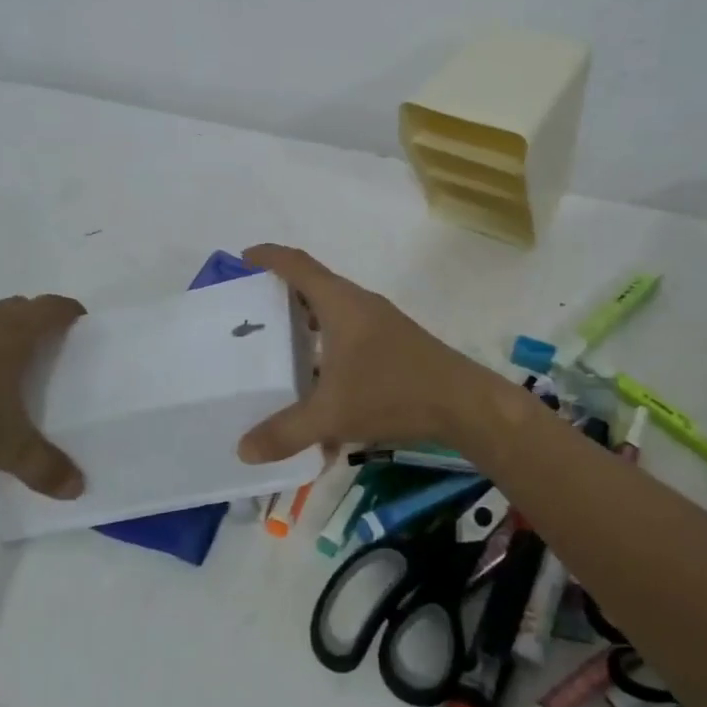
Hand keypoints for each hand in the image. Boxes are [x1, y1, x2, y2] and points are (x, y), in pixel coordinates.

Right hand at [235, 244, 517, 462]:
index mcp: (340, 303)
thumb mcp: (332, 415)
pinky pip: (349, 335)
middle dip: (282, 294)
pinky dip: (328, 348)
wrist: (462, 403)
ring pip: (334, 313)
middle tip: (252, 312)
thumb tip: (243, 450)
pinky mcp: (394, 344)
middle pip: (314, 286)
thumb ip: (286, 432)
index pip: (297, 265)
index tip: (243, 258)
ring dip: (307, 323)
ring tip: (279, 347)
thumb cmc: (392, 392)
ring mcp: (380, 323)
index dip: (269, 257)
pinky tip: (320, 386)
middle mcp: (359, 304)